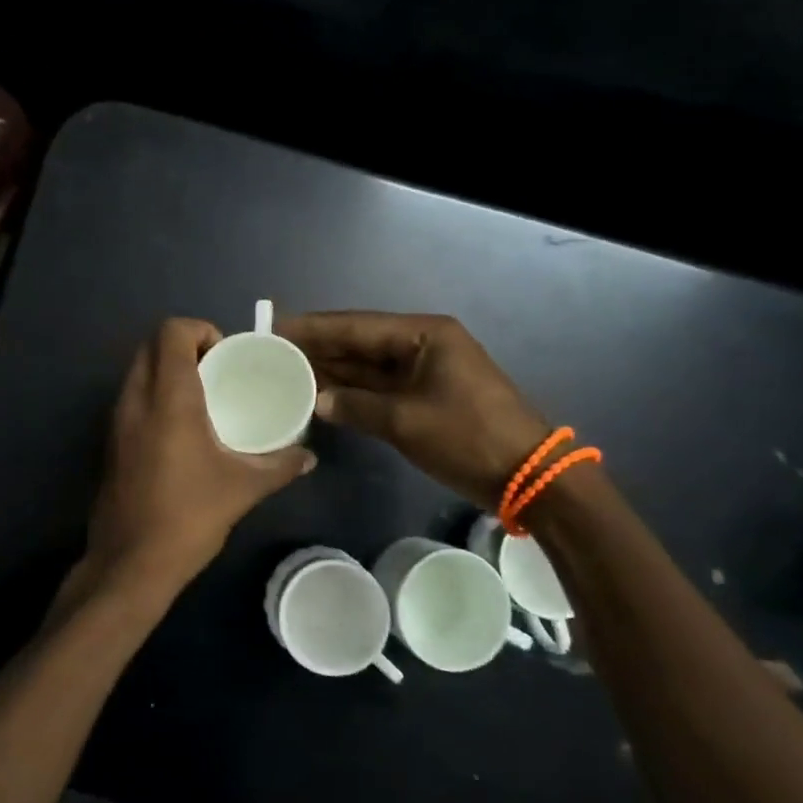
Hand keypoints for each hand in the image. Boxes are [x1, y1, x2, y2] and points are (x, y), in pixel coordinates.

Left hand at [79, 318, 314, 609]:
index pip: (172, 332)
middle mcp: (136, 399)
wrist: (130, 563)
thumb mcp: (243, 488)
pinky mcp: (110, 442)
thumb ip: (280, 465)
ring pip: (138, 371)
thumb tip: (308, 457)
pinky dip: (154, 394)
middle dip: (184, 346)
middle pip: (151, 345)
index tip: (225, 355)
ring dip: (167, 370)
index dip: (200, 330)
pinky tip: (180, 428)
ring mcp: (116, 420)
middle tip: (216, 371)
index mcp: (168, 398)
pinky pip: (131, 397)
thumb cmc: (188, 516)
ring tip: (202, 396)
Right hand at [279, 311, 550, 511]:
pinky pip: (379, 387)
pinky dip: (353, 391)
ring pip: (368, 365)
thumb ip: (356, 406)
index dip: (314, 328)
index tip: (275, 326)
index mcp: (423, 335)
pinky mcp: (425, 396)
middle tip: (273, 351)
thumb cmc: (468, 438)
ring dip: (333, 370)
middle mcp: (421, 344)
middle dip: (319, 347)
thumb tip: (316, 400)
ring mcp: (424, 370)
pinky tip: (320, 394)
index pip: (356, 326)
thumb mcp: (406, 422)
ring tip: (286, 370)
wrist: (528, 477)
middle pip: (360, 341)